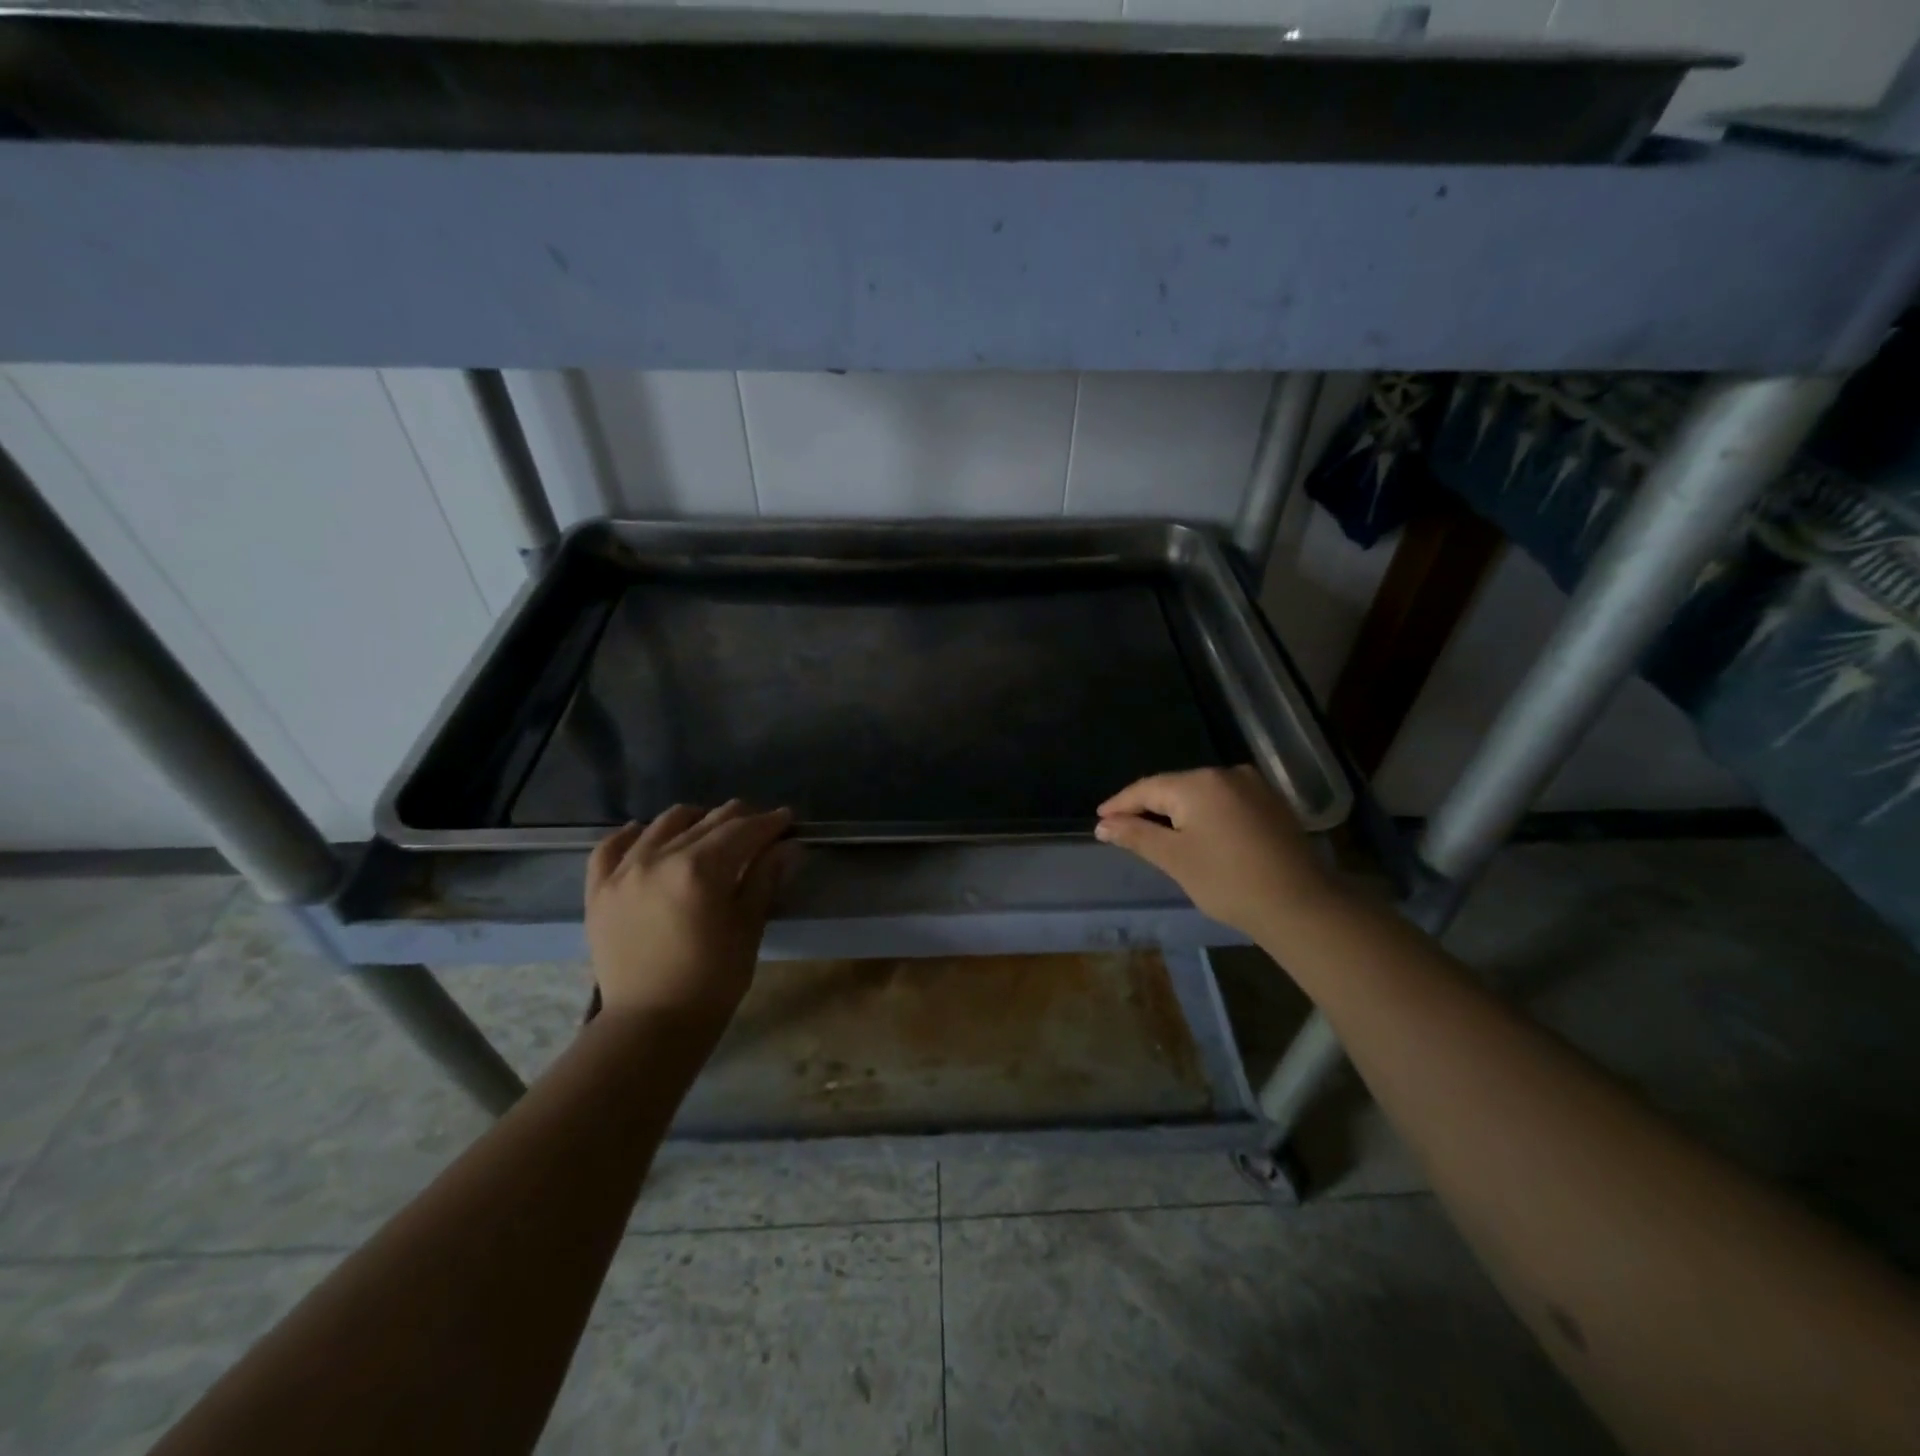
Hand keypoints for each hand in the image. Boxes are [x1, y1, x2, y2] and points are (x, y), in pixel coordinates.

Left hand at [584, 801, 795, 1026]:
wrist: (651, 1025)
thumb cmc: (712, 980)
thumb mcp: (748, 928)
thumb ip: (765, 879)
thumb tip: (789, 845)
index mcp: (700, 869)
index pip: (742, 831)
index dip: (769, 822)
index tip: (787, 818)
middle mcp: (658, 859)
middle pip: (706, 822)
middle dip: (738, 818)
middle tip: (758, 824)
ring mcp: (623, 872)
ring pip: (663, 825)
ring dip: (693, 820)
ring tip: (709, 827)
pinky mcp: (599, 890)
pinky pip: (610, 847)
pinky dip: (633, 835)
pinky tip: (646, 834)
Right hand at [1095, 766, 1332, 938]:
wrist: (1301, 905)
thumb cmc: (1228, 881)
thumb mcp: (1174, 858)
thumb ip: (1136, 835)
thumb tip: (1103, 825)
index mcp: (1198, 783)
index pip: (1147, 788)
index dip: (1120, 804)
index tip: (1099, 819)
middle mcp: (1226, 773)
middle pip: (1174, 787)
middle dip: (1147, 806)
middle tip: (1123, 828)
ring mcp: (1254, 785)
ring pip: (1201, 794)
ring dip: (1176, 811)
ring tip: (1155, 832)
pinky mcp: (1271, 803)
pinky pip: (1224, 801)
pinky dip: (1204, 814)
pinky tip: (1196, 832)